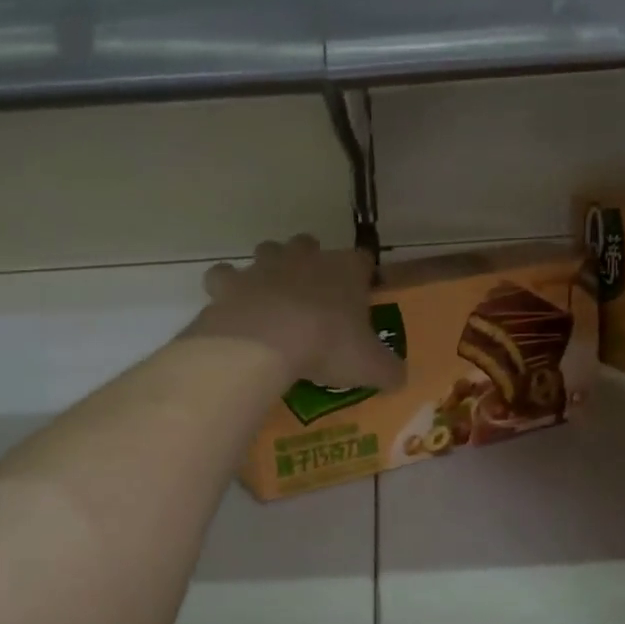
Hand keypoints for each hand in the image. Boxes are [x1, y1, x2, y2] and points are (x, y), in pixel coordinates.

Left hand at [187, 235, 407, 390]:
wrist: (267, 342)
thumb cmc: (327, 346)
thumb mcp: (370, 365)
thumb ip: (388, 369)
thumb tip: (399, 378)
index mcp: (345, 270)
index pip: (362, 260)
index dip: (361, 276)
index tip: (360, 297)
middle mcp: (305, 257)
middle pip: (309, 245)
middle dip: (310, 262)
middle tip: (312, 297)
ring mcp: (264, 265)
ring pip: (268, 251)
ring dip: (269, 268)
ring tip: (271, 299)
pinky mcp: (230, 282)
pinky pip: (225, 276)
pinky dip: (227, 287)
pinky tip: (232, 306)